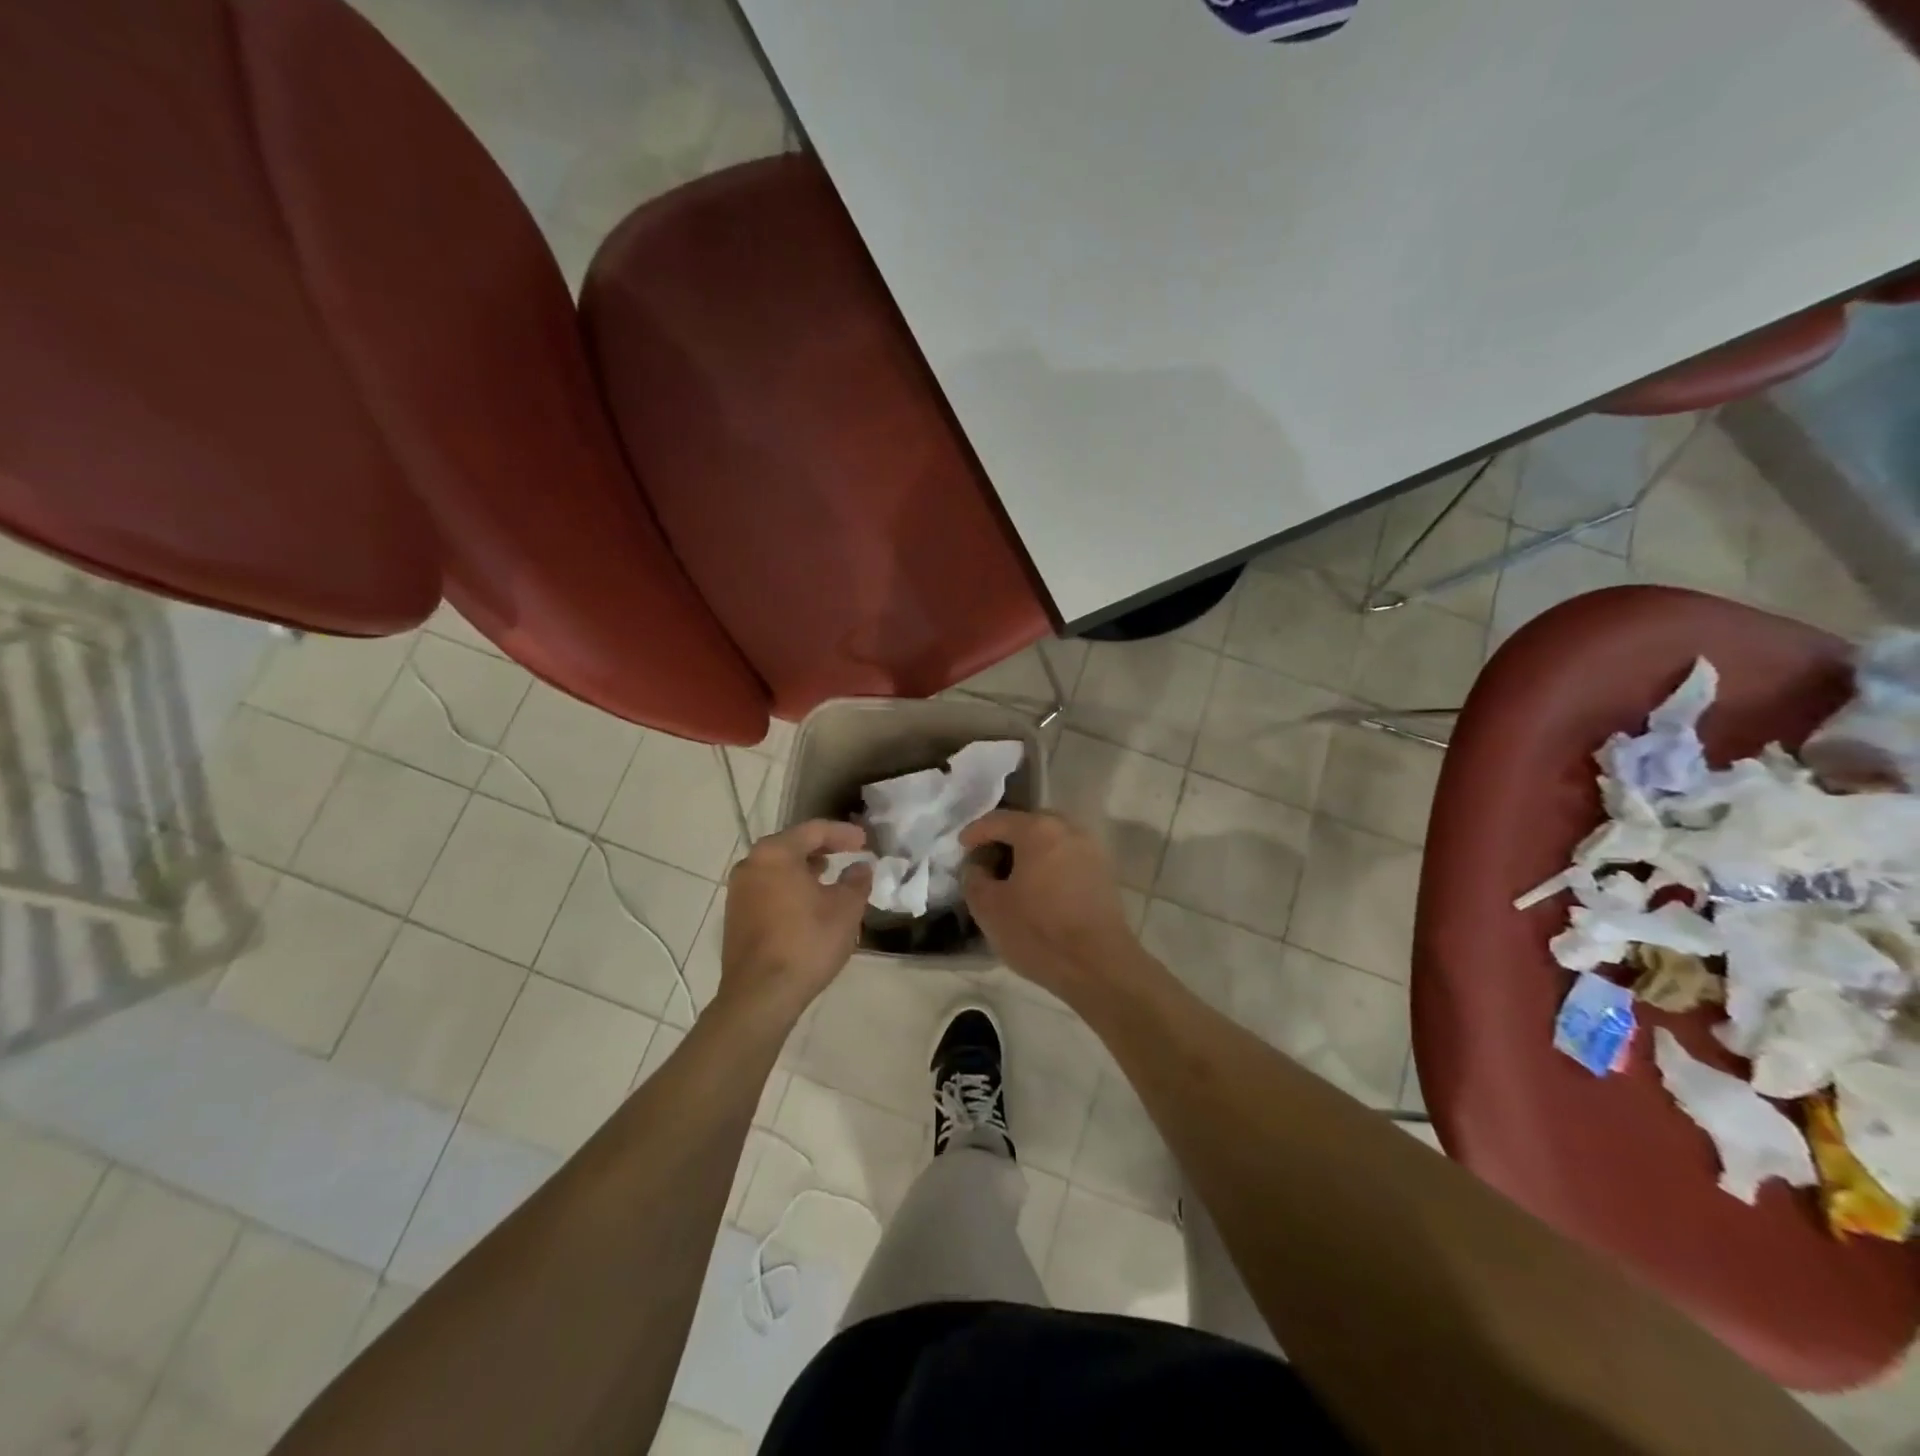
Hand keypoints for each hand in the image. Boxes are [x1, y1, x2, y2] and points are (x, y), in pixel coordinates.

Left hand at [718, 821, 871, 1025]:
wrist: (760, 995)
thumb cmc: (807, 942)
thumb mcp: (846, 909)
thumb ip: (856, 881)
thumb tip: (860, 867)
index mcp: (775, 853)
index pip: (814, 830)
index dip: (843, 833)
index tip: (865, 841)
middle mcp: (750, 864)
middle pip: (791, 846)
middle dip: (822, 848)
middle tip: (848, 853)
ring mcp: (738, 892)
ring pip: (778, 869)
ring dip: (805, 869)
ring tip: (829, 878)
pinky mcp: (736, 917)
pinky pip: (768, 889)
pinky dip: (790, 888)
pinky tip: (808, 904)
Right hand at [960, 810, 1142, 999]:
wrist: (1098, 966)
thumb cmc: (1038, 932)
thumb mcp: (989, 908)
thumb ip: (973, 878)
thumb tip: (977, 866)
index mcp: (1038, 830)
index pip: (998, 820)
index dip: (975, 832)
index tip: (961, 847)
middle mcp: (1068, 829)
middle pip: (1027, 825)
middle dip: (1004, 839)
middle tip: (985, 861)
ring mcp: (1090, 850)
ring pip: (1050, 840)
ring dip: (1027, 852)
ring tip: (1010, 877)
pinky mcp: (1103, 872)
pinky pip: (1066, 857)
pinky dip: (1047, 864)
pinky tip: (1037, 888)